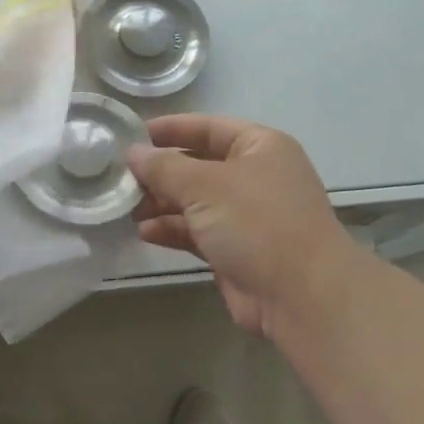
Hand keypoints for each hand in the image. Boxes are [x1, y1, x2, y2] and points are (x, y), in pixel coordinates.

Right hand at [127, 114, 365, 340]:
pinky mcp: (237, 250)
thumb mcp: (204, 186)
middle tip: (121, 177)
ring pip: (195, 201)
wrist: (302, 296)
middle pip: (198, 165)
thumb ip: (164, 167)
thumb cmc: (257, 223)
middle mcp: (255, 176)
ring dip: (161, 203)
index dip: (170, 129)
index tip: (131, 135)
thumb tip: (133, 152)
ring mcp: (248, 215)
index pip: (207, 127)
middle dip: (161, 172)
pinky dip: (172, 229)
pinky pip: (197, 231)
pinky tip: (145, 232)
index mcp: (260, 147)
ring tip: (127, 207)